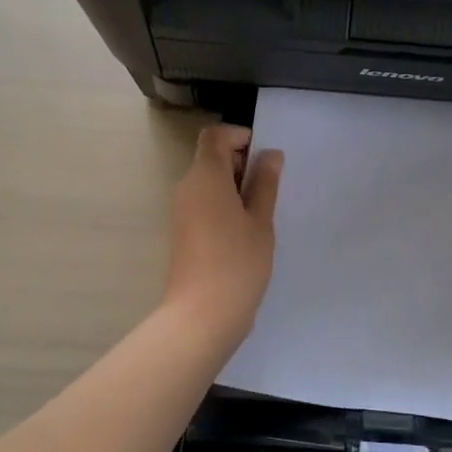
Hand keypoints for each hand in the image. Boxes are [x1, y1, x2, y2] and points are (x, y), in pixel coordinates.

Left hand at [163, 124, 283, 343]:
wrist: (202, 315)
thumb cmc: (237, 262)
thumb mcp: (260, 220)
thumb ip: (265, 184)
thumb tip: (270, 155)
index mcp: (205, 176)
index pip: (215, 136)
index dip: (239, 137)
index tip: (265, 157)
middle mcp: (187, 187)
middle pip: (210, 158)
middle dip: (240, 163)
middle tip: (269, 189)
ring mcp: (181, 211)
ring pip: (208, 182)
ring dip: (234, 187)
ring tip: (261, 214)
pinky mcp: (183, 232)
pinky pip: (203, 203)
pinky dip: (224, 205)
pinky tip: (245, 232)